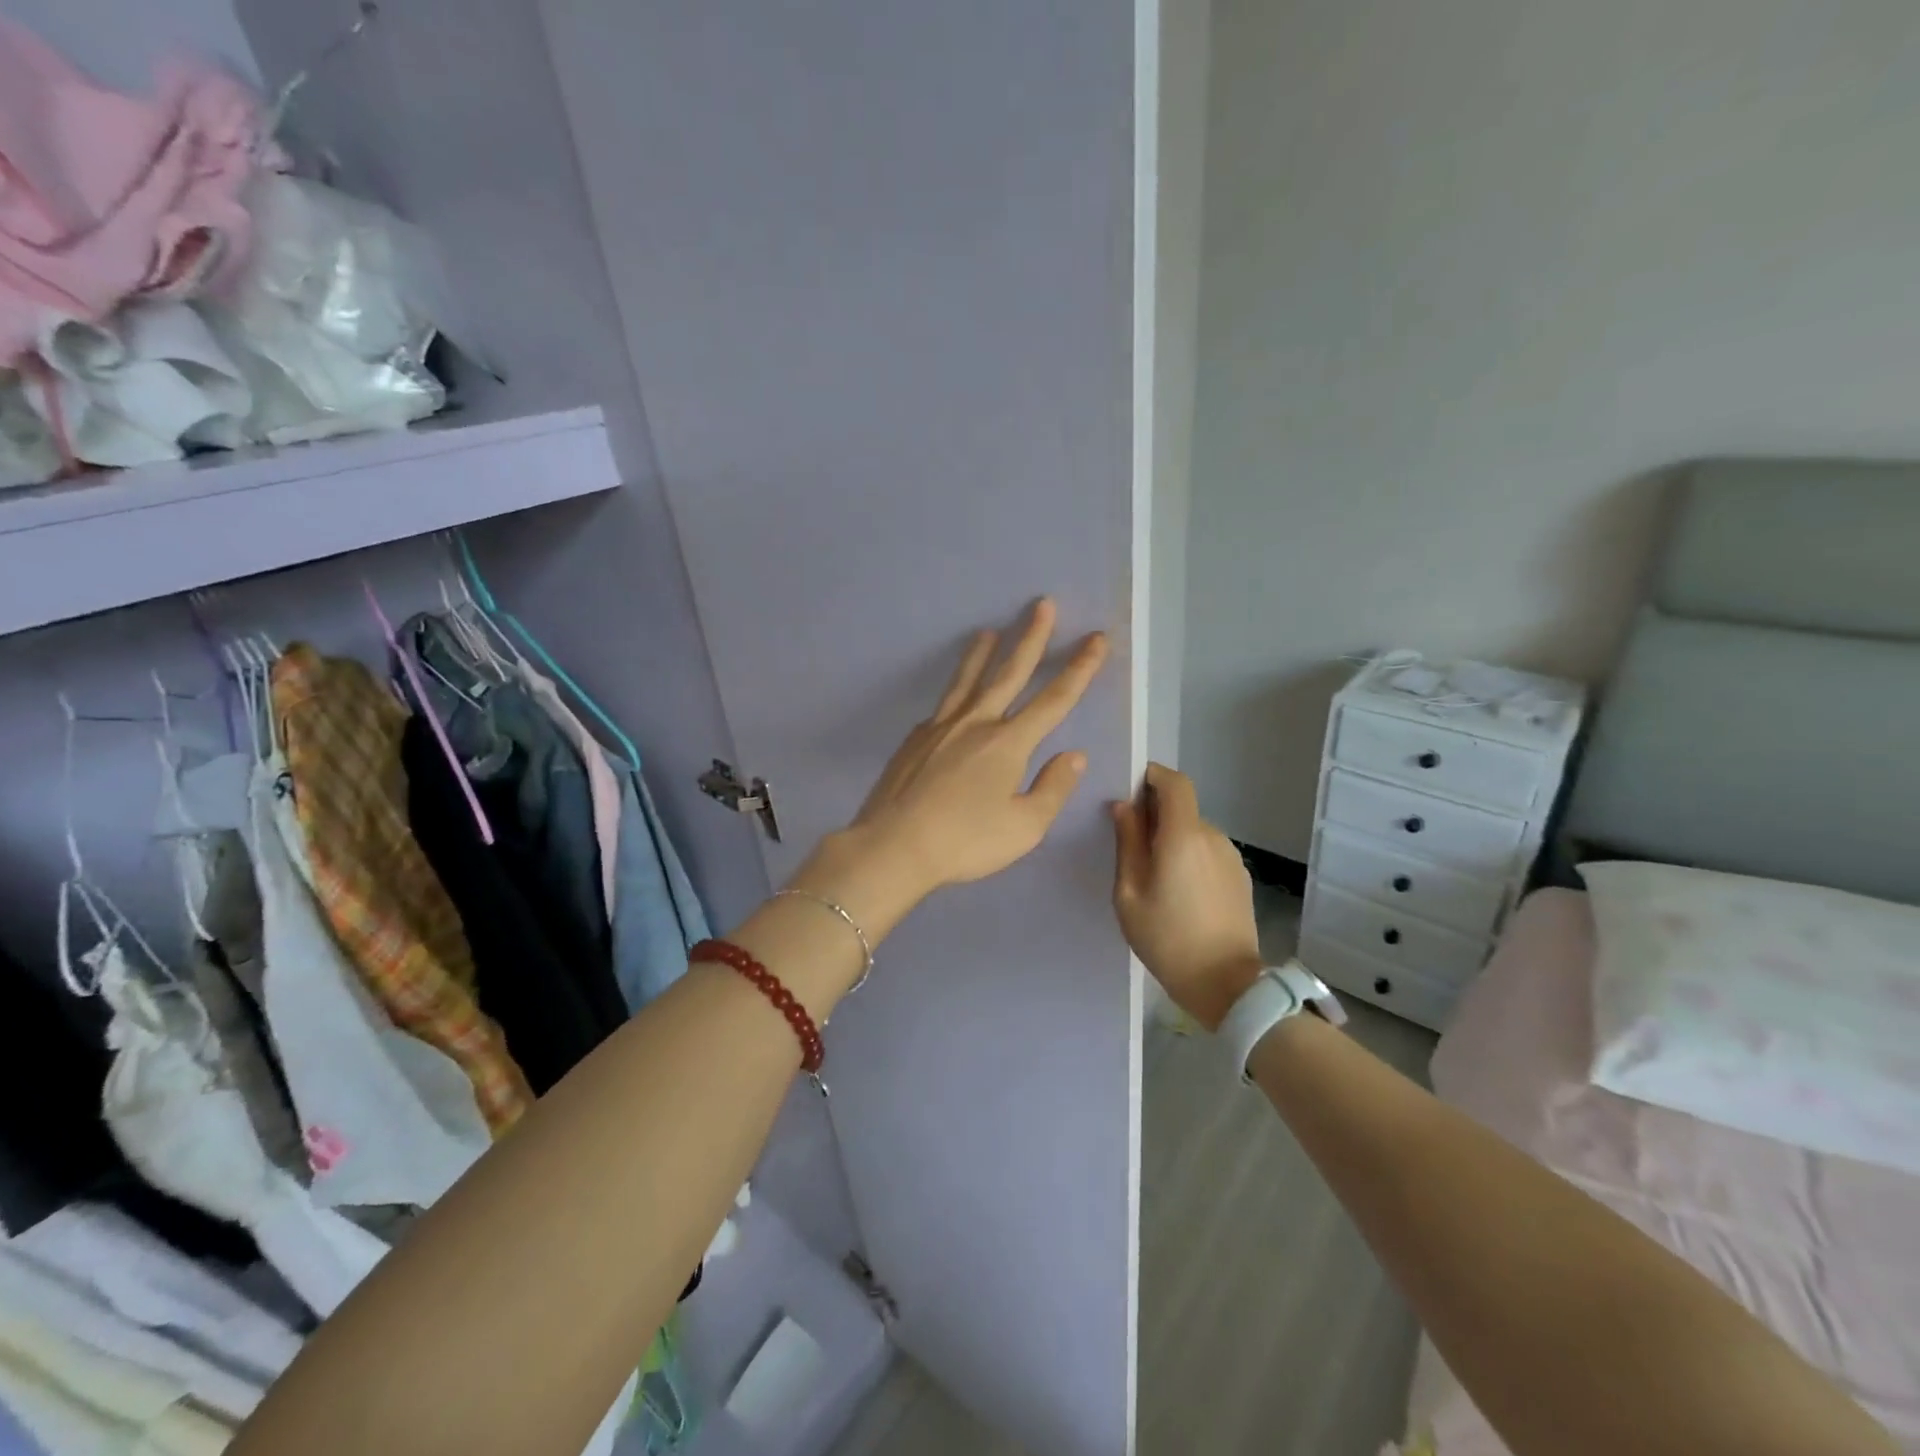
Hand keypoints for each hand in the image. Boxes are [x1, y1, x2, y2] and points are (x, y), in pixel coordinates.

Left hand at [797, 599, 1108, 937]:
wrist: (893, 846)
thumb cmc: (965, 842)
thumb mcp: (1024, 827)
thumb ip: (1053, 788)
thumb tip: (1075, 755)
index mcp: (1008, 743)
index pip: (1054, 699)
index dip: (1080, 668)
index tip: (1096, 639)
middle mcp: (976, 723)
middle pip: (1009, 672)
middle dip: (1031, 637)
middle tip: (1041, 604)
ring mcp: (940, 727)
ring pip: (967, 680)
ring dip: (982, 653)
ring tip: (988, 631)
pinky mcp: (915, 739)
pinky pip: (943, 707)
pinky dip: (955, 694)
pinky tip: (954, 699)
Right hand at [1111, 763, 1263, 1030]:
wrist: (1226, 984)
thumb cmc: (1167, 939)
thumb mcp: (1129, 894)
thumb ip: (1127, 844)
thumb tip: (1124, 807)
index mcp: (1183, 835)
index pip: (1174, 782)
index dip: (1152, 776)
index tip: (1129, 788)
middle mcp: (1211, 836)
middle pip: (1181, 808)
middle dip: (1155, 816)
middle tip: (1129, 845)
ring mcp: (1230, 856)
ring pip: (1193, 832)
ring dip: (1172, 840)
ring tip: (1153, 877)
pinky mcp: (1239, 876)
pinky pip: (1207, 853)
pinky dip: (1189, 858)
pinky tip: (1179, 893)